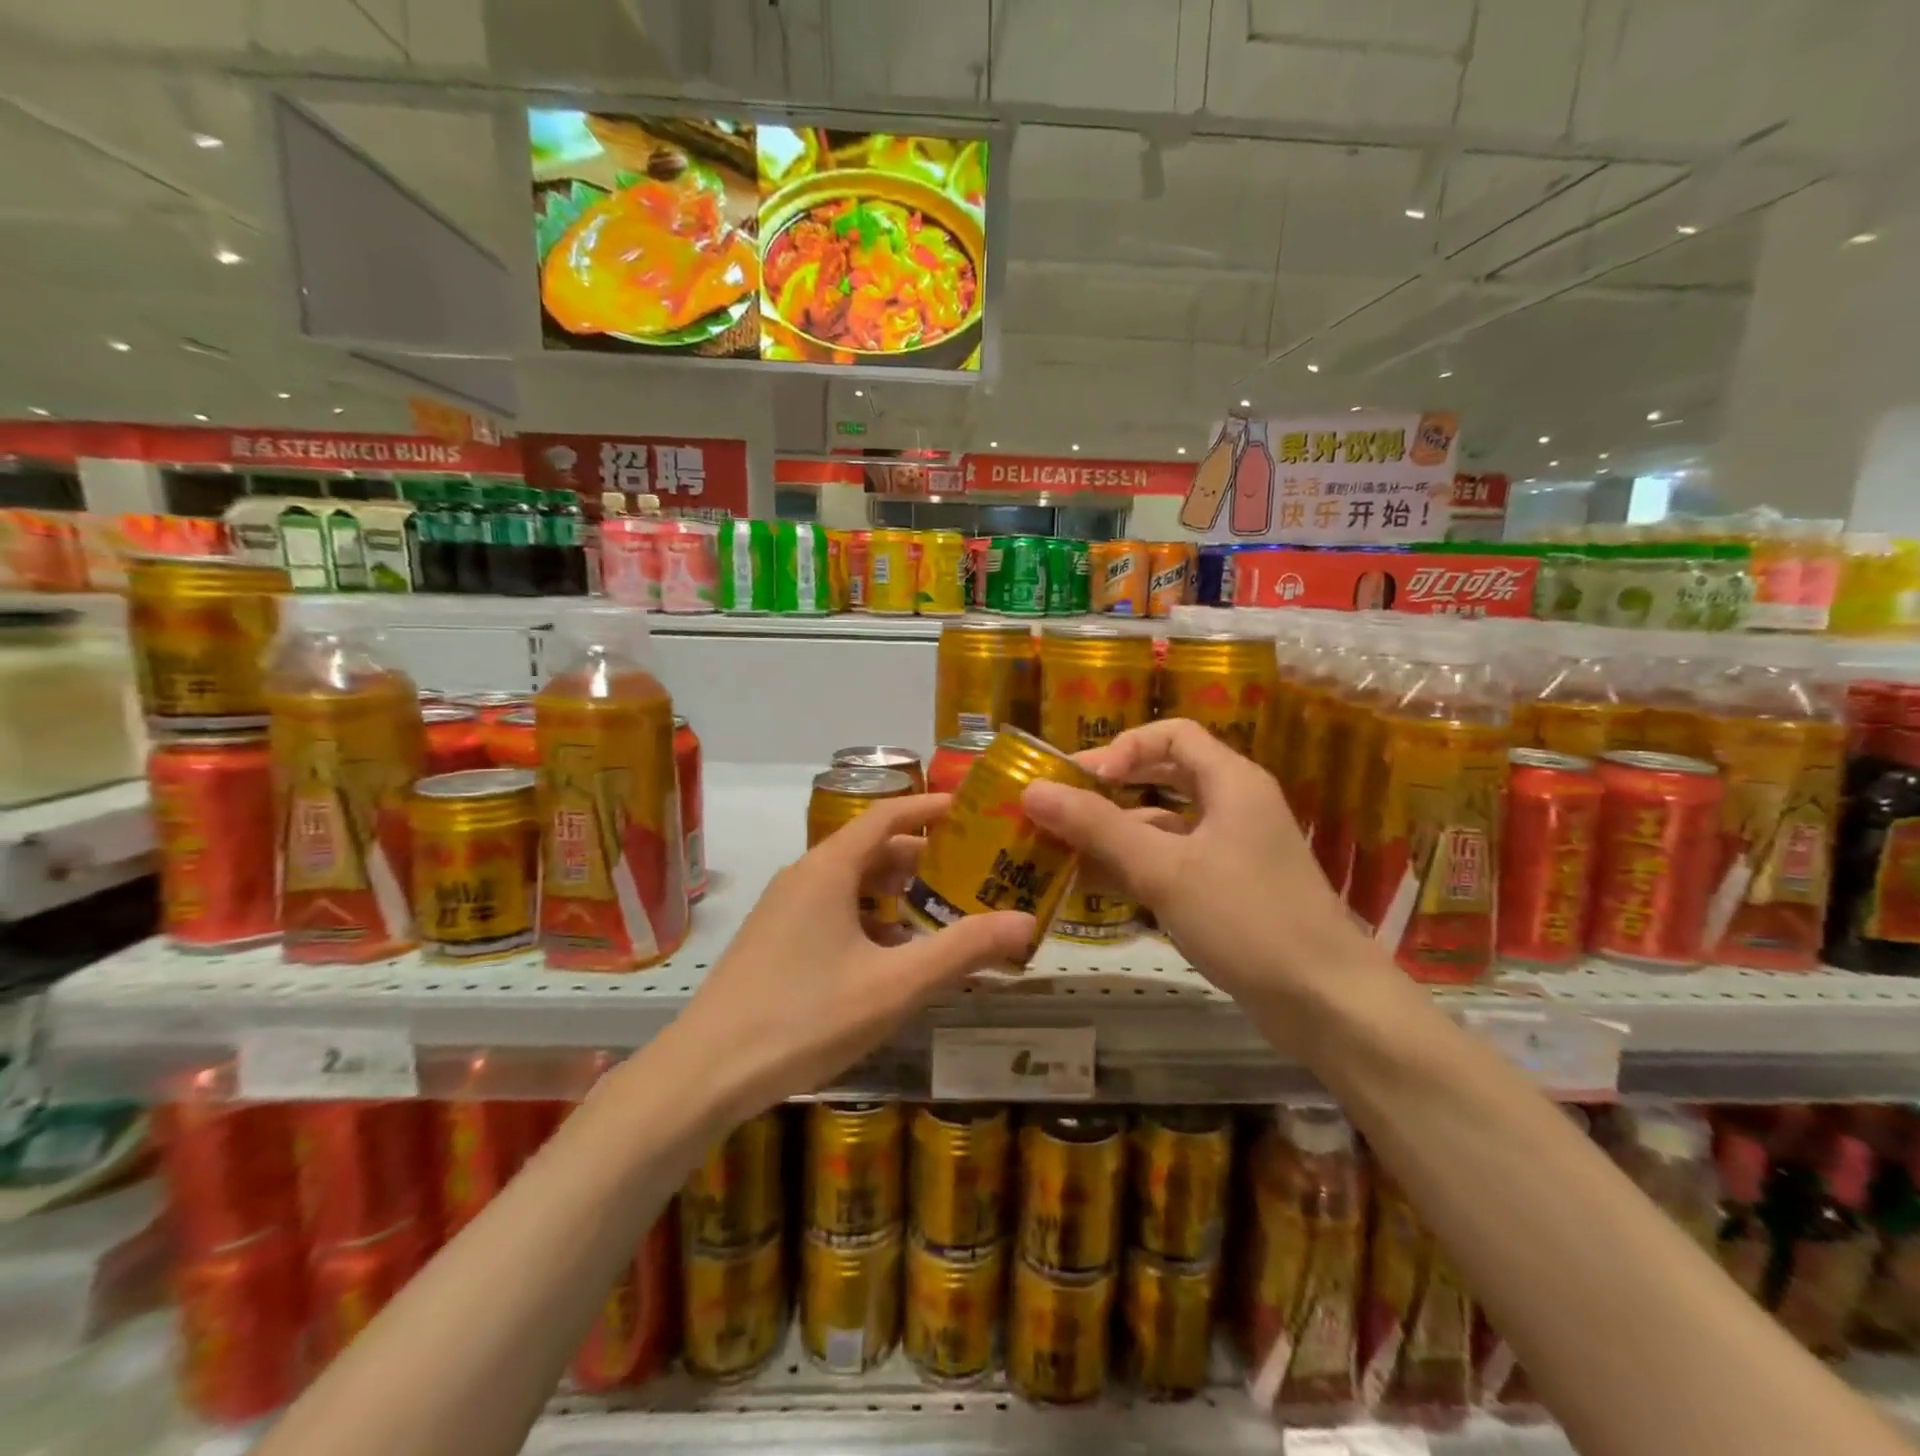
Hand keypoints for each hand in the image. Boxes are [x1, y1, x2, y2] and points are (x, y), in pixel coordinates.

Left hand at [664, 794, 1033, 1121]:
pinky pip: (832, 912)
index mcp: (829, 868)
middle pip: (872, 849)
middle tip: (973, 873)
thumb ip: (962, 951)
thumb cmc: (804, 1017)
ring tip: (942, 914)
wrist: (704, 1074)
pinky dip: (870, 920)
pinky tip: (893, 958)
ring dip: (897, 893)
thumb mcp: (894, 985)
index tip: (973, 811)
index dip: (931, 808)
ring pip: (851, 885)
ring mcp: (783, 910)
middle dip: (924, 859)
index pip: (888, 815)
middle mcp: (803, 876)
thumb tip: (1026, 923)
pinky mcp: (774, 942)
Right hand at [1020, 719, 1378, 1021]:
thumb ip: (1096, 827)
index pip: (1171, 735)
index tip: (1082, 780)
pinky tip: (1093, 886)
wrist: (1326, 1003)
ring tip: (1060, 851)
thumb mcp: (1163, 869)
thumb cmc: (1246, 919)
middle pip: (1164, 777)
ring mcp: (1232, 851)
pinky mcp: (1228, 891)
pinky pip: (1172, 864)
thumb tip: (1032, 790)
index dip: (1122, 747)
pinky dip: (1134, 868)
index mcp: (1231, 781)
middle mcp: (1234, 806)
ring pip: (1164, 826)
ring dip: (1115, 834)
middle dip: (1109, 790)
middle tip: (1058, 807)